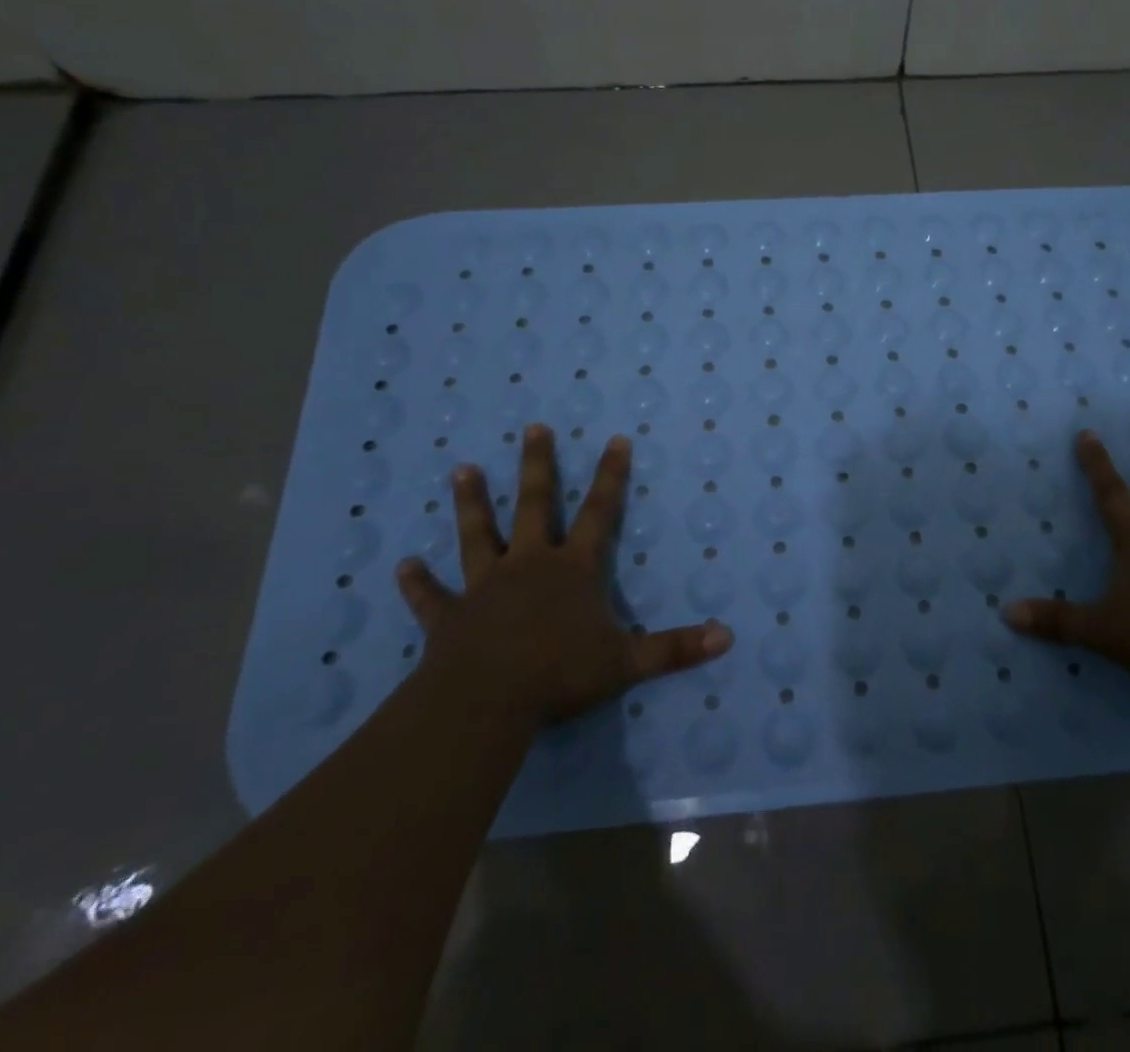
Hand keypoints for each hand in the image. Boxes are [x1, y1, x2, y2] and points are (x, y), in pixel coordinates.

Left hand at [395, 425, 732, 726]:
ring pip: (478, 535)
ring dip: (471, 504)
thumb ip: (676, 648)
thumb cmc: (559, 674)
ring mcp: (485, 587)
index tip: (615, 439)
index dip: (611, 476)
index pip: (599, 512)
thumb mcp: (627, 663)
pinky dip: (418, 583)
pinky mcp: (451, 617)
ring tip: (461, 470)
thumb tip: (727, 635)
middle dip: (537, 466)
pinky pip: (432, 597)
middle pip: (534, 505)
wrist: (485, 702)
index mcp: (572, 569)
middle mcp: (529, 565)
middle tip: (531, 427)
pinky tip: (401, 567)